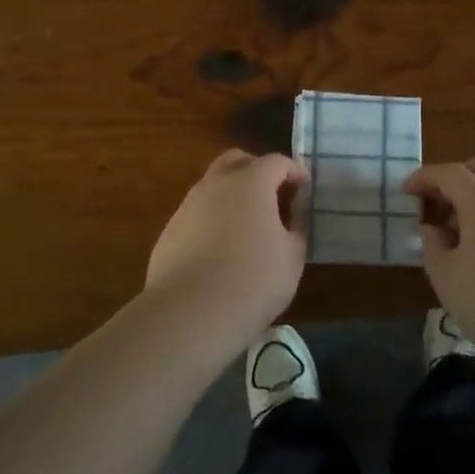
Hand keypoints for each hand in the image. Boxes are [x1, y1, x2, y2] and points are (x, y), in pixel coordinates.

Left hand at [145, 150, 309, 346]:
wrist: (191, 313)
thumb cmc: (254, 280)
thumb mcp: (293, 256)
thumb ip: (297, 226)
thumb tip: (294, 212)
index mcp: (251, 182)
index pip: (277, 161)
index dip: (295, 172)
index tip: (304, 192)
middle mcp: (216, 184)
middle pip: (237, 160)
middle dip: (258, 170)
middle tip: (273, 197)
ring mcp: (188, 205)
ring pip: (213, 186)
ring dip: (232, 195)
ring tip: (247, 227)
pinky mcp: (170, 231)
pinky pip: (197, 214)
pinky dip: (213, 220)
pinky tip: (220, 251)